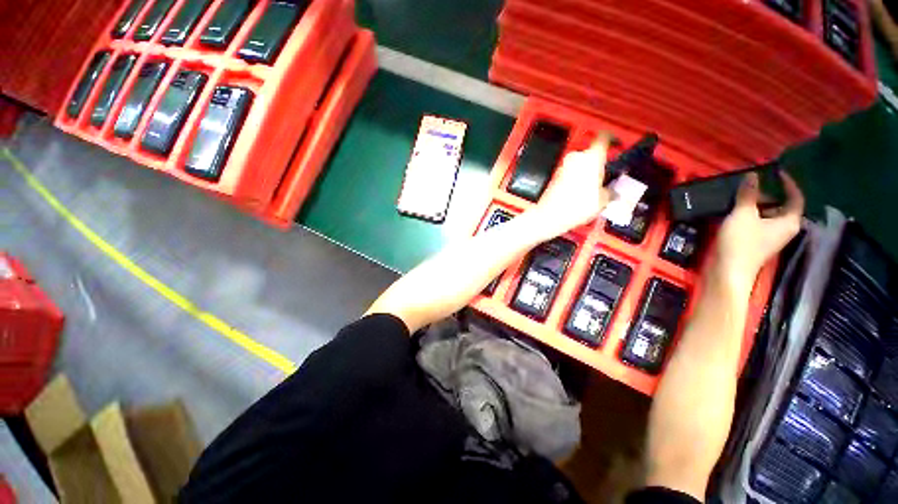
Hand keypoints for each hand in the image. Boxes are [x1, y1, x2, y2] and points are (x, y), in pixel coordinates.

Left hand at [530, 134, 612, 237]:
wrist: (550, 215)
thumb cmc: (576, 206)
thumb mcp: (603, 200)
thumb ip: (611, 191)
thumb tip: (613, 192)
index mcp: (592, 157)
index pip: (604, 138)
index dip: (612, 139)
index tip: (616, 144)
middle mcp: (576, 158)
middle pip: (591, 154)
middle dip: (597, 164)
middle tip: (604, 176)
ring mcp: (563, 167)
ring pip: (579, 165)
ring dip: (585, 173)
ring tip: (591, 189)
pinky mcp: (555, 177)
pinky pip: (569, 174)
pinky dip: (575, 180)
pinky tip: (578, 194)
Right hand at [713, 171, 803, 287]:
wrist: (729, 271)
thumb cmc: (741, 242)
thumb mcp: (743, 214)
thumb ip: (748, 194)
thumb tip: (753, 175)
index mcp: (789, 221)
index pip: (796, 197)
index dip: (788, 183)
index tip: (776, 173)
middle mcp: (785, 229)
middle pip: (781, 206)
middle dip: (767, 195)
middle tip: (749, 187)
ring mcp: (771, 237)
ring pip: (768, 215)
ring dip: (756, 205)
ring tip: (739, 198)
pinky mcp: (758, 243)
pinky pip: (759, 223)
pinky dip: (751, 215)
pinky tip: (736, 213)